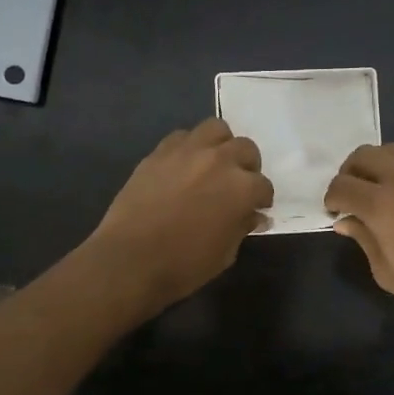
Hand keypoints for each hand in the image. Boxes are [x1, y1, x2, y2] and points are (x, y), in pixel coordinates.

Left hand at [89, 118, 274, 313]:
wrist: (130, 259)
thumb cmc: (184, 265)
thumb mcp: (225, 254)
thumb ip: (242, 228)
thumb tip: (253, 216)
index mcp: (242, 188)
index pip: (263, 186)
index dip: (261, 199)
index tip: (255, 209)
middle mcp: (220, 160)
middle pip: (246, 149)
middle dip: (247, 166)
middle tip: (237, 184)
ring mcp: (188, 151)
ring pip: (216, 129)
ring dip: (221, 145)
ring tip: (214, 164)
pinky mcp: (160, 152)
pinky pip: (182, 137)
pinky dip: (190, 147)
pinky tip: (184, 166)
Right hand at [325, 137, 393, 336]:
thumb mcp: (385, 271)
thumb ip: (363, 240)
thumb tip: (345, 221)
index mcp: (379, 205)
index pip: (341, 187)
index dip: (332, 198)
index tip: (336, 211)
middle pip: (362, 156)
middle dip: (350, 174)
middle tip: (354, 194)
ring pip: (392, 148)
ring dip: (379, 163)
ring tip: (383, 182)